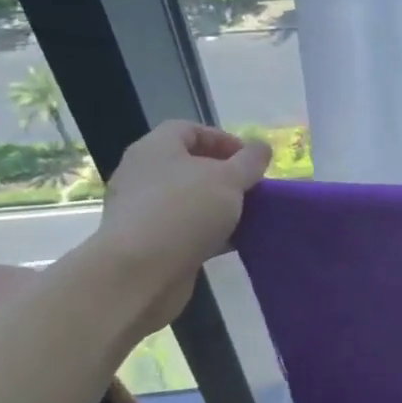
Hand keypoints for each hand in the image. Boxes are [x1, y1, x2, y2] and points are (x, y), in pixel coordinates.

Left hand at [94, 120, 271, 334]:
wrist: (140, 273)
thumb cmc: (185, 211)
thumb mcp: (229, 179)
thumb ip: (250, 161)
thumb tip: (261, 148)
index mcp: (155, 149)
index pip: (188, 129)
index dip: (222, 139)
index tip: (250, 159)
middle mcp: (142, 175)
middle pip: (188, 165)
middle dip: (224, 175)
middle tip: (251, 187)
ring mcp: (141, 210)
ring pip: (188, 199)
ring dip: (218, 205)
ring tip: (248, 215)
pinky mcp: (146, 243)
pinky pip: (183, 228)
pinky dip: (208, 231)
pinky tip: (232, 242)